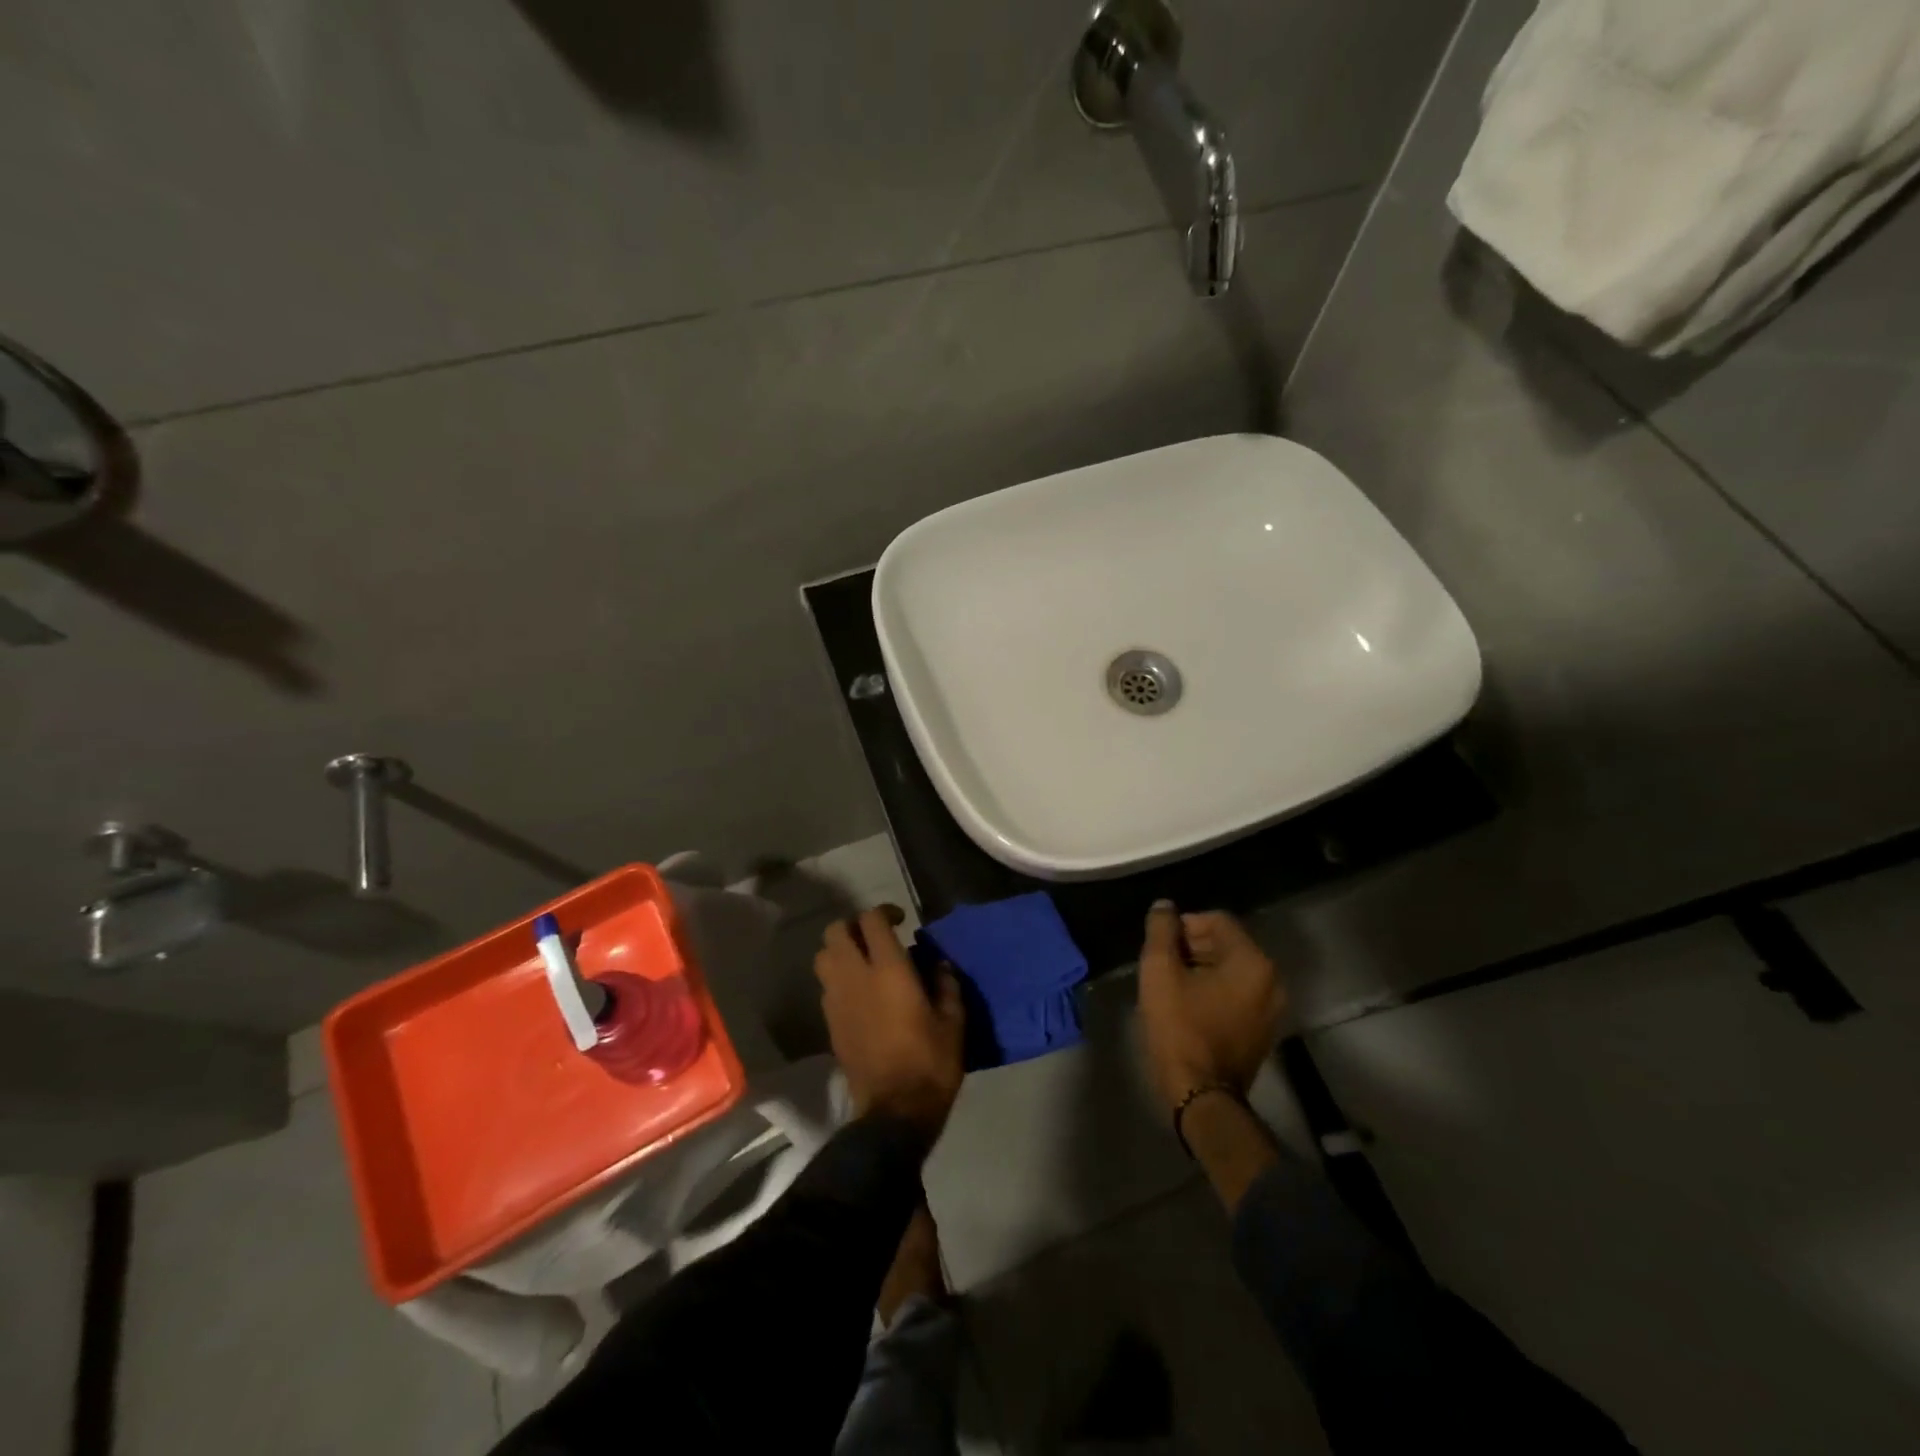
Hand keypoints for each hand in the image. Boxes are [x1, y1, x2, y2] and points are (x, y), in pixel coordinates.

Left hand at [814, 906, 965, 1137]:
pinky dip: (838, 977)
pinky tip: (859, 993)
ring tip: (864, 962)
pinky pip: (826, 985)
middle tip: (877, 937)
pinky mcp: (829, 1022)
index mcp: (889, 970)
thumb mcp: (953, 1023)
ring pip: (823, 955)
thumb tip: (939, 964)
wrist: (893, 1113)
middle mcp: (855, 977)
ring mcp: (837, 1000)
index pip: (872, 920)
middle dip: (854, 926)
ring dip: (840, 950)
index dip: (884, 911)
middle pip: (836, 931)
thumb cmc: (930, 1064)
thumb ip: (946, 985)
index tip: (901, 920)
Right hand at [1136, 902, 1285, 1111]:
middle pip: (1227, 943)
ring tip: (1170, 983)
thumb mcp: (1160, 972)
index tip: (1159, 944)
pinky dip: (1213, 989)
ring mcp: (1271, 1008)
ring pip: (1231, 969)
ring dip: (1201, 967)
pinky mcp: (1262, 1029)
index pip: (1217, 920)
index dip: (1183, 925)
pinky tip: (1187, 1003)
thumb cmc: (1180, 1029)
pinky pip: (1237, 993)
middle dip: (1192, 945)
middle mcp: (1271, 980)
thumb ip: (1161, 931)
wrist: (1201, 1096)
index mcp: (1252, 962)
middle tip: (1162, 962)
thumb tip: (1164, 907)